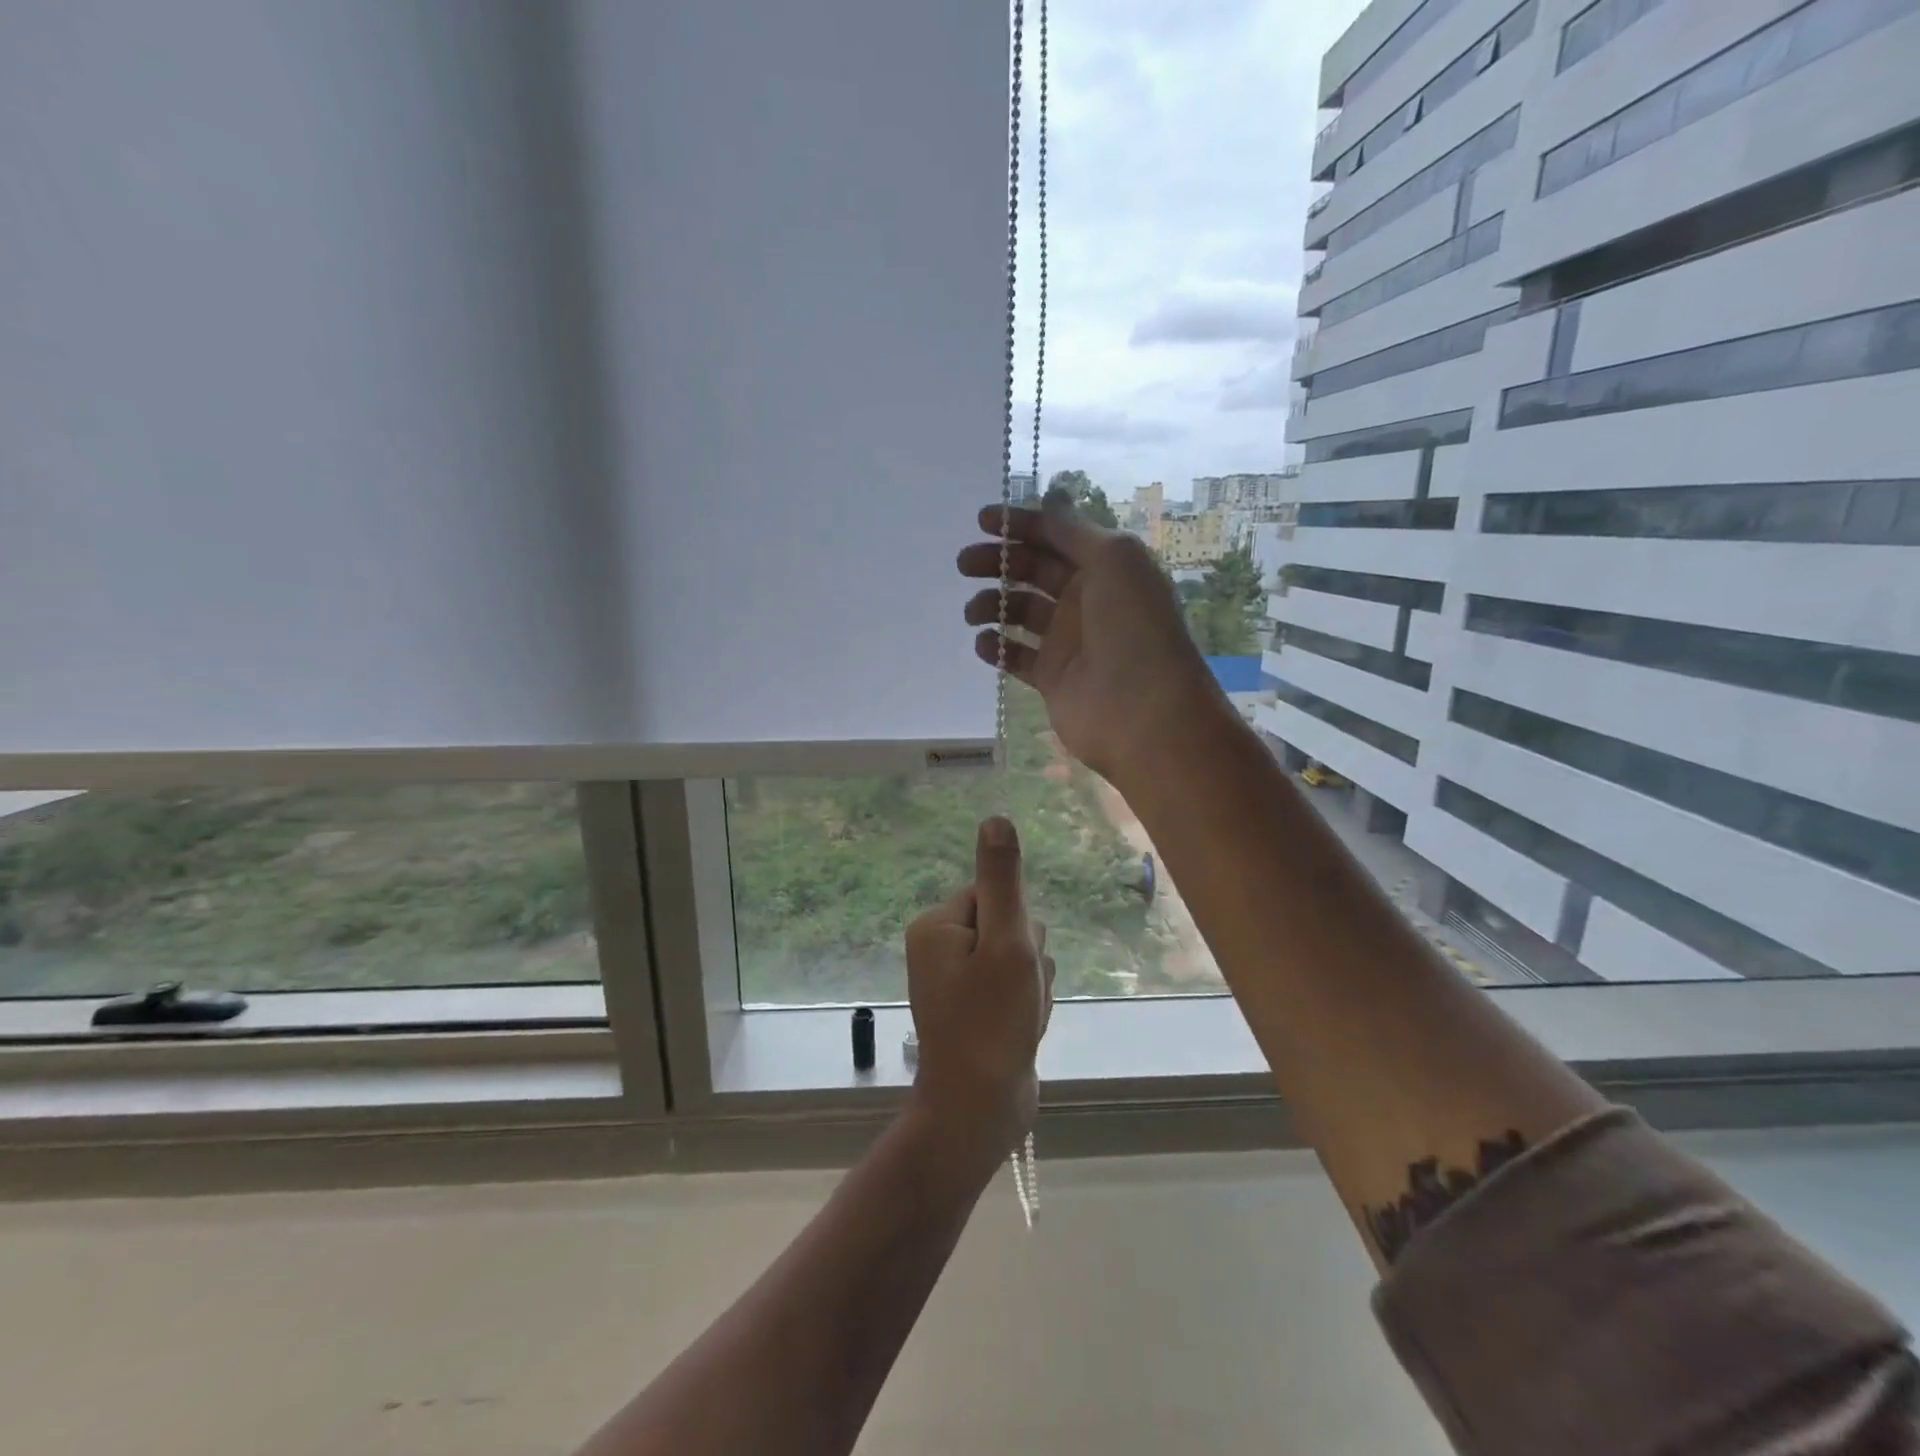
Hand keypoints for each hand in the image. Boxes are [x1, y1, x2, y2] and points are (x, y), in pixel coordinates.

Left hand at [904, 817, 1054, 1153]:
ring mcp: (957, 981)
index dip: (1018, 929)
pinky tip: (1021, 1033)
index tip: (1014, 963)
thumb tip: (995, 819)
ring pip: (1019, 960)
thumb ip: (1003, 881)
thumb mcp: (1005, 943)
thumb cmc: (991, 1023)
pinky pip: (1014, 989)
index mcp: (937, 926)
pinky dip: (1026, 1009)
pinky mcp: (975, 1008)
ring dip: (1031, 988)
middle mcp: (940, 947)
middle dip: (1026, 961)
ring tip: (1019, 1019)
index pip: (996, 897)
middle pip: (1009, 927)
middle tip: (1016, 997)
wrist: (979, 1112)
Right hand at [958, 501, 1230, 785]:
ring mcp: (1069, 641)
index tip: (982, 521)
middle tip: (965, 563)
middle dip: (999, 562)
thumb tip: (1050, 503)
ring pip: (1020, 612)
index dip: (1021, 525)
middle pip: (1033, 571)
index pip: (1057, 537)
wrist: (1144, 711)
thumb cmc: (1133, 627)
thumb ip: (1074, 532)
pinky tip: (984, 643)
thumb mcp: (1114, 560)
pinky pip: (1016, 656)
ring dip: (993, 604)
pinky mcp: (1052, 678)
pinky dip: (996, 647)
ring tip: (973, 612)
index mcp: (1106, 568)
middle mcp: (1087, 600)